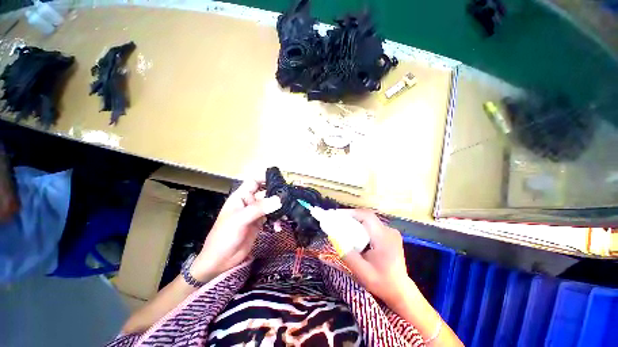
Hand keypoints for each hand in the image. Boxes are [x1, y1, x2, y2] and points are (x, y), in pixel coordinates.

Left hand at [190, 179, 280, 281]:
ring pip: (270, 205)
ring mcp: (255, 213)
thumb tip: (279, 199)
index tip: (280, 179)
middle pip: (265, 193)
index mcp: (241, 197)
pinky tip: (278, 227)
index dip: (265, 177)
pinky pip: (271, 217)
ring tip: (287, 213)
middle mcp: (249, 202)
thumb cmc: (224, 236)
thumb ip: (259, 208)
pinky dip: (276, 220)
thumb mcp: (240, 220)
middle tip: (289, 198)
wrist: (221, 260)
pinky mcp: (260, 223)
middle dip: (277, 194)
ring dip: (278, 208)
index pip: (254, 181)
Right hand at [340, 209, 414, 306]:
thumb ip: (348, 255)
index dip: (351, 212)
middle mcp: (389, 231)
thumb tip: (334, 238)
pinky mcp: (389, 235)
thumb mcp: (362, 272)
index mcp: (384, 238)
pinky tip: (354, 232)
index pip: (367, 216)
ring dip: (356, 221)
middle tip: (337, 220)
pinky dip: (361, 226)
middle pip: (367, 216)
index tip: (337, 215)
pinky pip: (372, 225)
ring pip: (369, 220)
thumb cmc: (382, 283)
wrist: (401, 291)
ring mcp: (390, 232)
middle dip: (351, 216)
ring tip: (342, 225)